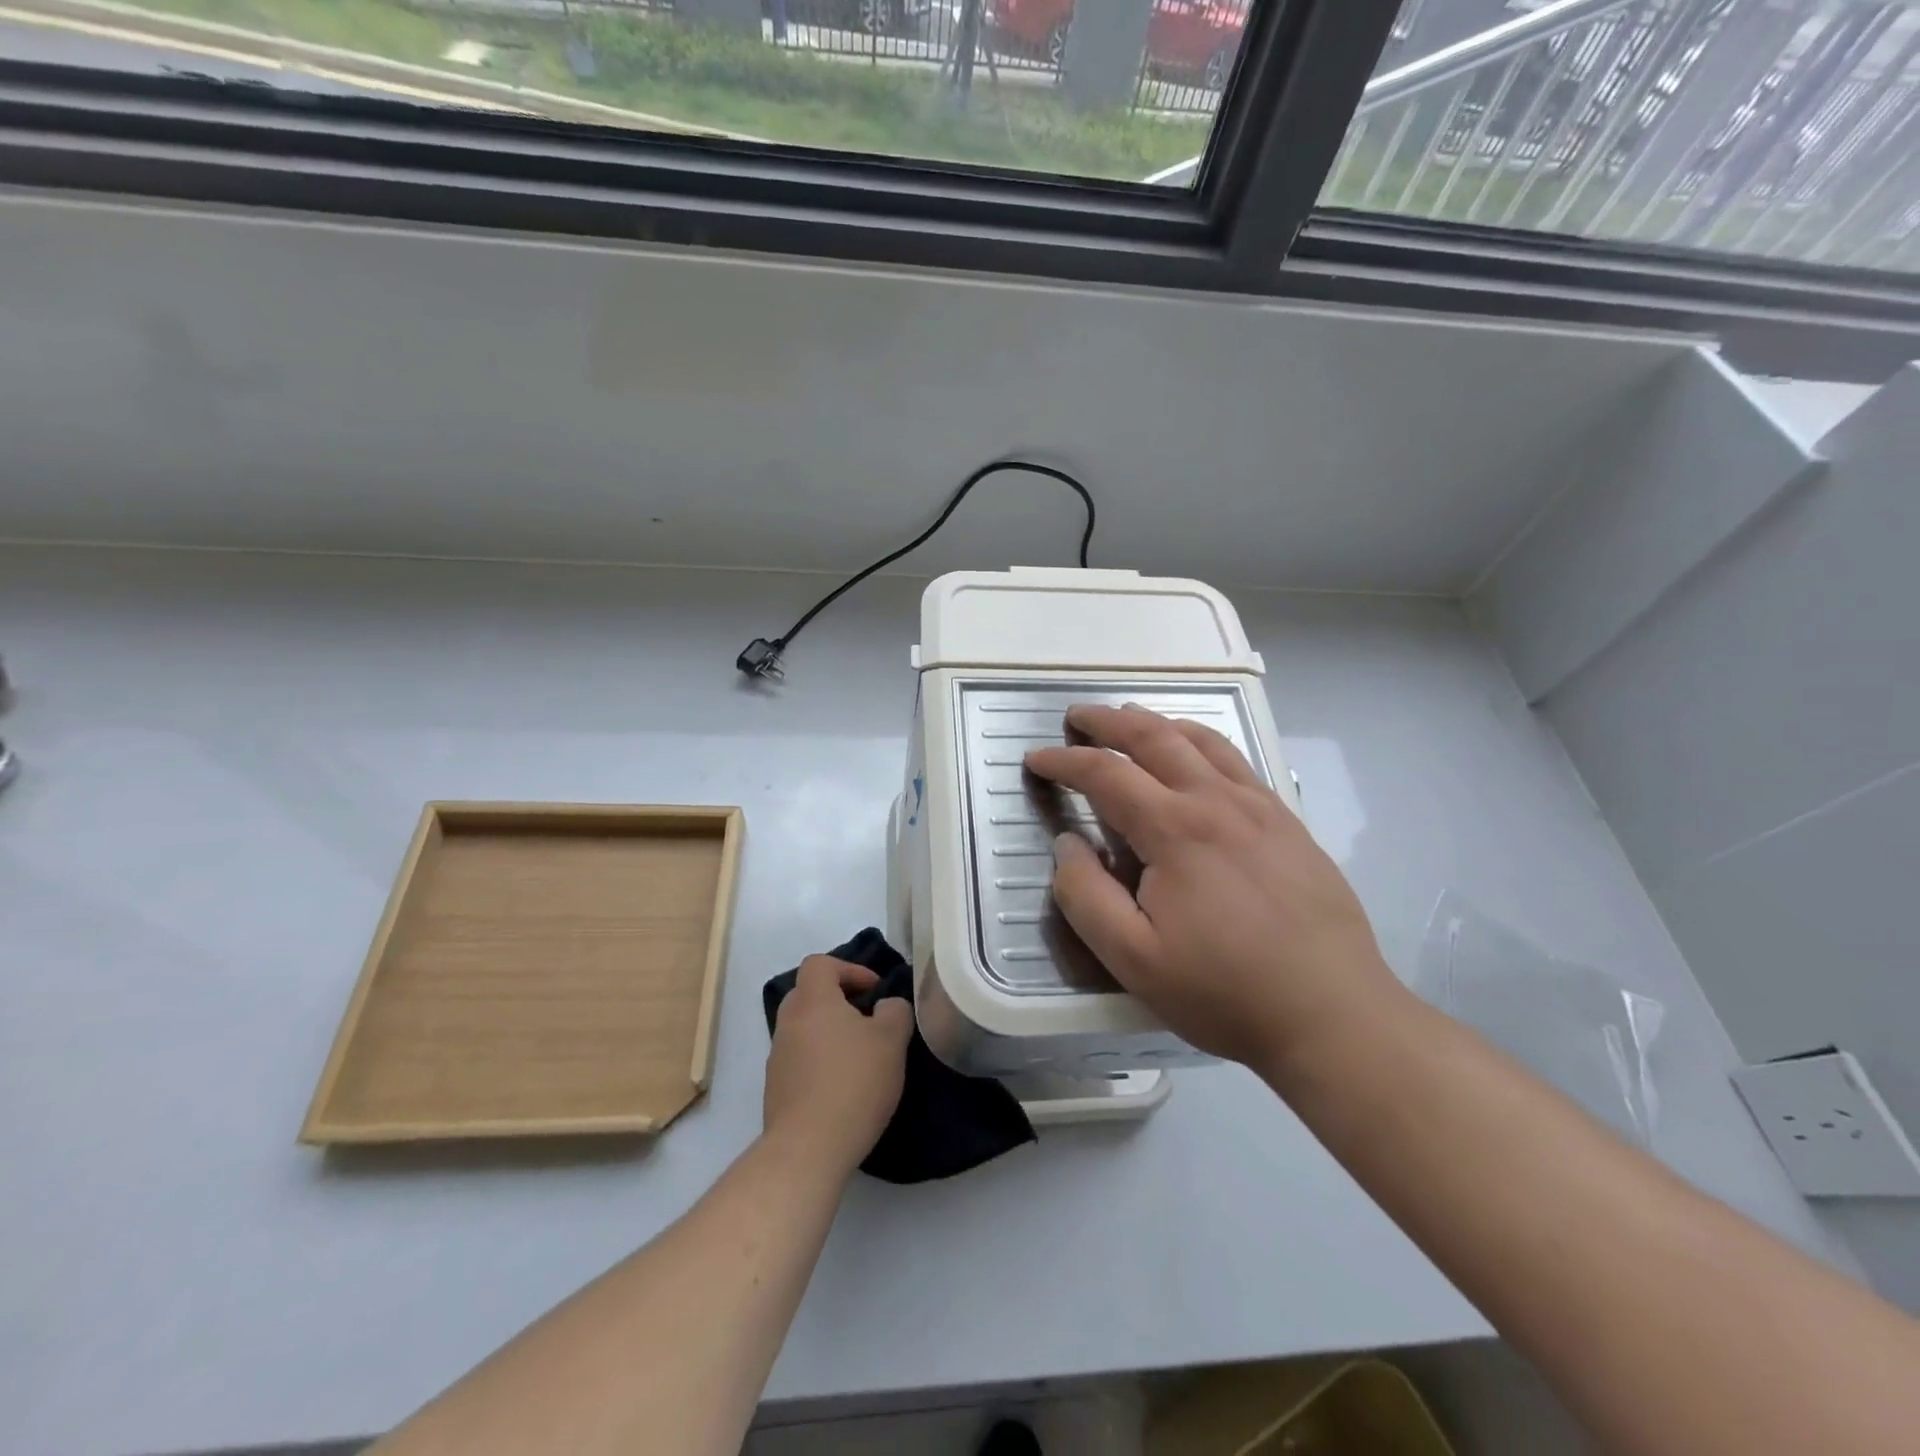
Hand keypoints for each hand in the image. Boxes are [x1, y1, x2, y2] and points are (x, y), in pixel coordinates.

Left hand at [764, 956, 912, 1177]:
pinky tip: (844, 1087)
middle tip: (867, 1019)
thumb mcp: (891, 1040)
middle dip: (839, 1000)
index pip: (820, 963)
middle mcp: (789, 1022)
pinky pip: (800, 1060)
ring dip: (830, 1033)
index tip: (875, 991)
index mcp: (813, 1001)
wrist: (808, 1149)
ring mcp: (778, 1057)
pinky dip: (820, 1061)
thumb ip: (895, 1012)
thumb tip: (886, 1007)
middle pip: (809, 993)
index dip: (849, 969)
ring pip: (805, 1028)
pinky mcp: (776, 1089)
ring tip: (860, 1057)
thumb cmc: (853, 1083)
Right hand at [1025, 704, 1404, 1074]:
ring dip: (1156, 722)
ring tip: (1129, 718)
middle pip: (1154, 737)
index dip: (1065, 761)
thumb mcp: (1133, 959)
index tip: (1036, 759)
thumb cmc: (1225, 991)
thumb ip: (1086, 896)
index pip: (1106, 774)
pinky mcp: (1288, 822)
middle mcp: (1217, 801)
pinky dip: (1201, 741)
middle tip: (1076, 717)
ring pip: (1201, 740)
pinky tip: (1196, 754)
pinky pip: (1237, 761)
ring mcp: (1260, 807)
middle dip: (1107, 721)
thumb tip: (1067, 843)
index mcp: (1176, 830)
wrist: (1334, 1015)